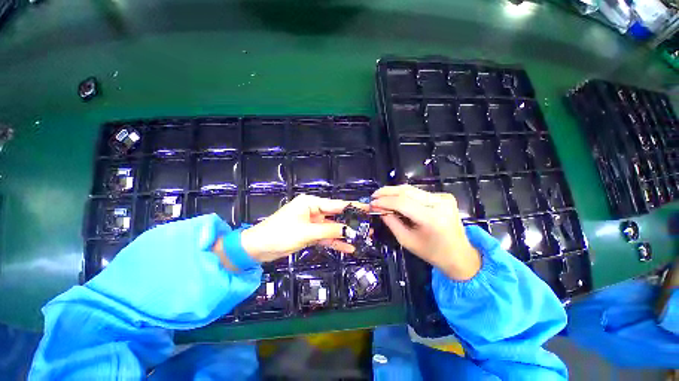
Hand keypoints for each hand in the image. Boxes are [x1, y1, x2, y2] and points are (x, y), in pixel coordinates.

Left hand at [239, 194, 360, 263]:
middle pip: (336, 216)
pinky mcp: (310, 234)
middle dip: (352, 222)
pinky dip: (335, 242)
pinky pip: (326, 237)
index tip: (369, 209)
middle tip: (369, 227)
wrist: (258, 248)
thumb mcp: (307, 232)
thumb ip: (330, 230)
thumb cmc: (280, 234)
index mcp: (311, 203)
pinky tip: (348, 248)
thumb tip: (350, 230)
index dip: (354, 207)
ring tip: (363, 238)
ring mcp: (312, 223)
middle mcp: (313, 210)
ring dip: (345, 233)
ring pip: (332, 228)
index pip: (337, 204)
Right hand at [370, 185, 480, 280]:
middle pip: (407, 191)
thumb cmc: (432, 253)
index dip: (384, 201)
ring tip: (381, 196)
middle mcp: (440, 203)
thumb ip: (391, 223)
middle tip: (374, 195)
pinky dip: (404, 195)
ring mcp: (444, 198)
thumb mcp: (407, 241)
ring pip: (412, 189)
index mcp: (432, 218)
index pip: (402, 202)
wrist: (460, 255)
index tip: (372, 203)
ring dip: (394, 192)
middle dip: (387, 192)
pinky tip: (395, 198)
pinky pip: (418, 193)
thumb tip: (379, 209)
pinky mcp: (444, 197)